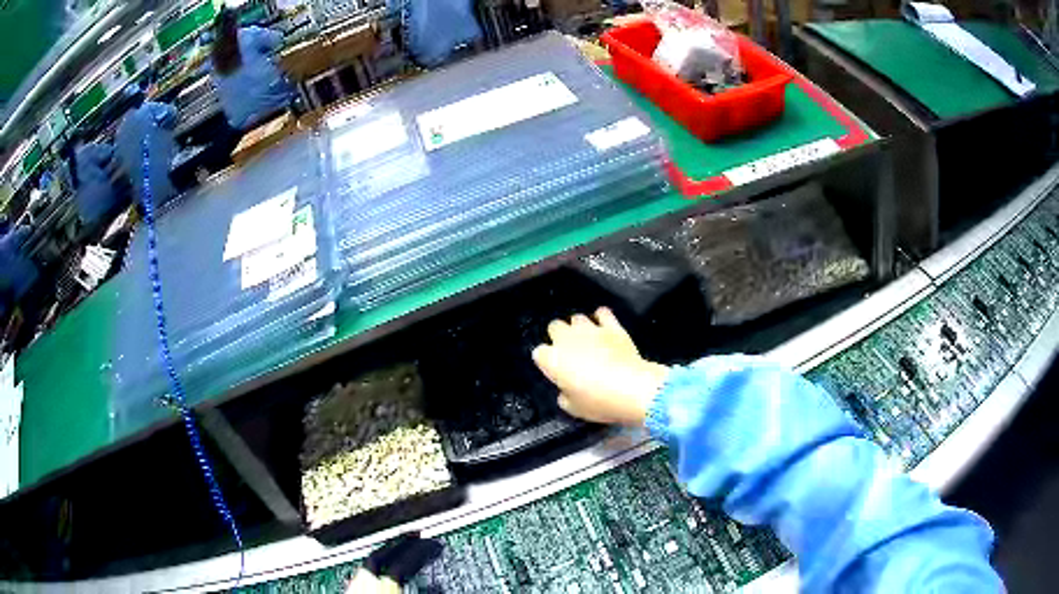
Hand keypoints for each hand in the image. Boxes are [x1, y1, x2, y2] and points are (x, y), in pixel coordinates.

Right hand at [532, 307, 669, 424]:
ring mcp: (590, 329)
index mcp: (553, 359)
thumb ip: (564, 395)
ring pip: (576, 318)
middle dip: (559, 336)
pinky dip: (601, 318)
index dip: (546, 361)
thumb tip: (566, 390)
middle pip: (554, 327)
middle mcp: (567, 339)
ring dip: (578, 328)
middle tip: (569, 352)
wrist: (631, 388)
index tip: (554, 370)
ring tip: (587, 340)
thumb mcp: (574, 408)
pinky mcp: (612, 326)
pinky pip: (602, 313)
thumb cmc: (598, 402)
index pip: (539, 353)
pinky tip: (604, 327)